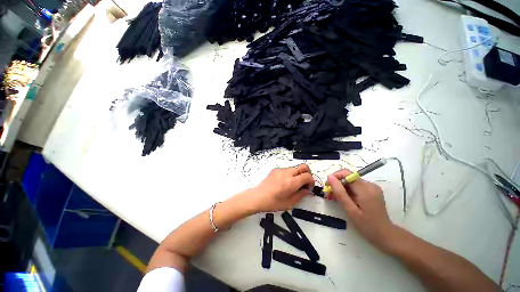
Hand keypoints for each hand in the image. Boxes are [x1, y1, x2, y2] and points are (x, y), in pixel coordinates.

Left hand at [248, 164, 314, 212]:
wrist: (258, 197)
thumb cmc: (272, 202)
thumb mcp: (289, 203)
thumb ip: (301, 195)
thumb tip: (308, 191)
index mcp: (291, 182)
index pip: (308, 176)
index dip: (312, 182)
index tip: (309, 188)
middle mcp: (287, 173)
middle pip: (303, 166)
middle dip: (308, 174)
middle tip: (305, 183)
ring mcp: (280, 170)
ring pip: (295, 167)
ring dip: (298, 174)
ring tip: (294, 184)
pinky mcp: (275, 170)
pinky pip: (287, 169)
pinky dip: (290, 174)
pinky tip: (285, 182)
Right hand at [327, 169, 396, 250]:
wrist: (386, 235)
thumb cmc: (367, 225)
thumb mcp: (350, 210)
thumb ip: (340, 192)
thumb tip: (330, 177)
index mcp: (365, 189)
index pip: (347, 173)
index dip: (335, 177)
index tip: (328, 186)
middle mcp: (370, 185)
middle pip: (349, 177)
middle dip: (337, 184)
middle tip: (330, 194)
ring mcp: (372, 187)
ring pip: (351, 181)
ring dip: (342, 187)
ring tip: (336, 198)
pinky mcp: (372, 191)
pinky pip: (356, 186)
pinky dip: (348, 190)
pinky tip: (346, 199)